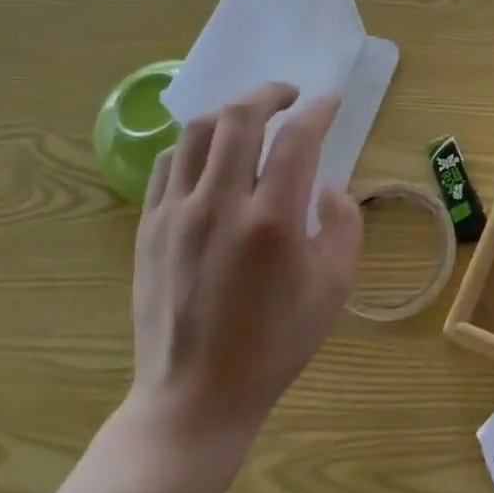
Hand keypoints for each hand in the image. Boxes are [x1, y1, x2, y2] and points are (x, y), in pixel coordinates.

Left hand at [126, 83, 361, 450]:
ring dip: (231, 113)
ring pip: (198, 132)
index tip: (331, 103)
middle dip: (270, 93)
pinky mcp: (148, 229)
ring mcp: (176, 215)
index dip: (319, 111)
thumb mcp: (334, 289)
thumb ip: (345, 226)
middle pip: (240, 117)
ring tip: (251, 119)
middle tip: (289, 95)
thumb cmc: (274, 345)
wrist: (194, 399)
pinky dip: (195, 146)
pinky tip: (212, 157)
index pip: (298, 139)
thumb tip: (329, 186)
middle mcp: (220, 206)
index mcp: (272, 222)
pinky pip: (167, 164)